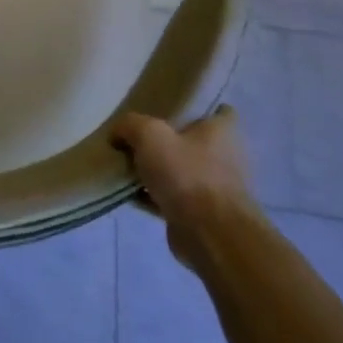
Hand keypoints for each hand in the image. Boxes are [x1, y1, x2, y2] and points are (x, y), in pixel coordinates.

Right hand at [111, 106, 259, 267]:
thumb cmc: (187, 175)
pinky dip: (152, 196)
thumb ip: (130, 125)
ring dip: (156, 170)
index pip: (216, 110)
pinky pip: (171, 197)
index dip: (194, 107)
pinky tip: (128, 193)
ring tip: (125, 165)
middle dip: (165, 141)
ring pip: (179, 170)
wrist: (210, 235)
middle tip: (135, 137)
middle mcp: (224, 157)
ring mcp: (214, 187)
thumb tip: (117, 133)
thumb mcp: (149, 134)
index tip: (167, 108)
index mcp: (221, 132)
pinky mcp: (201, 213)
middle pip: (190, 141)